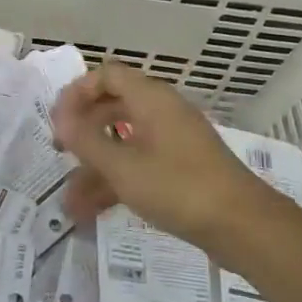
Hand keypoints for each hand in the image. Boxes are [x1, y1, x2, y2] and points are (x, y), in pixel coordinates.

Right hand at [53, 58, 281, 250]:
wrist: (243, 226)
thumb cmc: (178, 187)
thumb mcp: (123, 167)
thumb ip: (87, 141)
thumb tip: (61, 119)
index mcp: (151, 99)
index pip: (107, 75)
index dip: (78, 92)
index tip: (58, 120)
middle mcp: (162, 112)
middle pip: (113, 106)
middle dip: (83, 130)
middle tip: (59, 151)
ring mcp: (173, 141)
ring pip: (124, 142)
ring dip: (95, 167)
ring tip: (69, 201)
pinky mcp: (181, 169)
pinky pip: (139, 164)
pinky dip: (116, 182)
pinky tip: (91, 213)